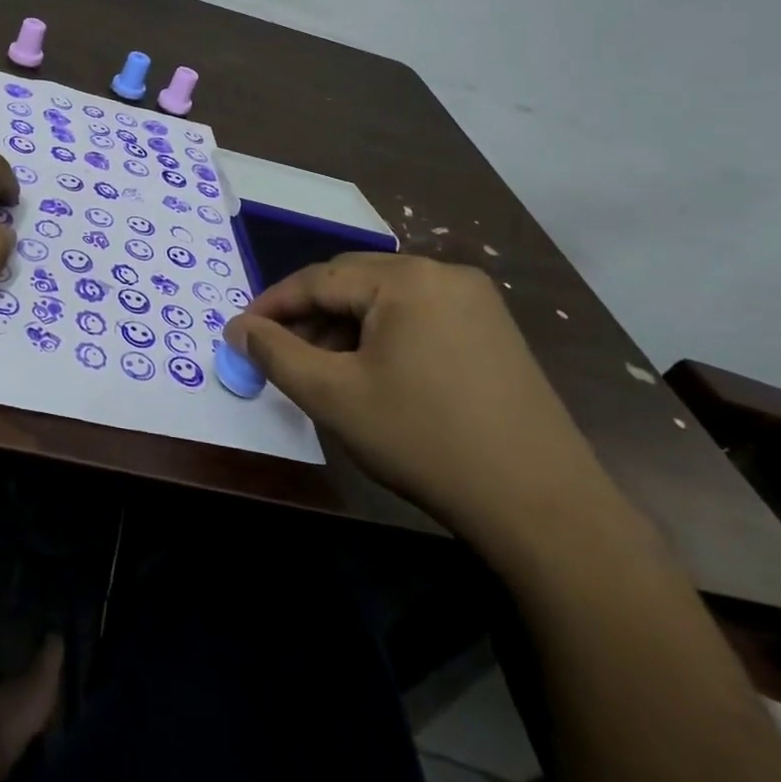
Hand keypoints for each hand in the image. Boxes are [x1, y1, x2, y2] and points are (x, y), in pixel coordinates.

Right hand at [228, 254, 617, 556]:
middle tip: (278, 354)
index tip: (240, 333)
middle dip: (309, 316)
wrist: (543, 507)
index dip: (272, 305)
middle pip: (353, 283)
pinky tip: (371, 375)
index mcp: (407, 278)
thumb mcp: (334, 396)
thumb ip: (276, 354)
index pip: (318, 278)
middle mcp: (444, 274)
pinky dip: (383, 337)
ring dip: (345, 328)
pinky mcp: (494, 332)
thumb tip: (237, 328)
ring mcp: (476, 302)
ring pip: (385, 301)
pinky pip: (418, 318)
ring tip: (321, 370)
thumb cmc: (425, 441)